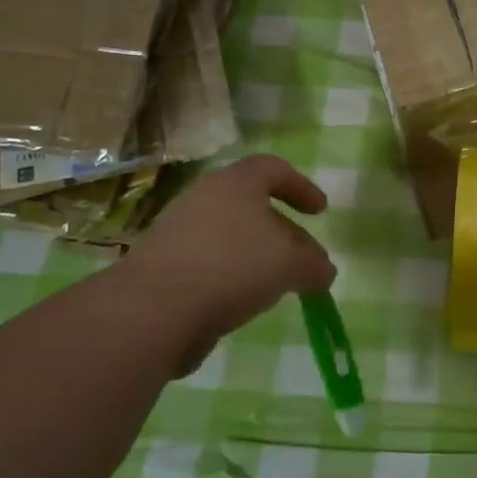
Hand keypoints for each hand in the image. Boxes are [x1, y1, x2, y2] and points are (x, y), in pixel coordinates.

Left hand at [120, 155, 335, 370]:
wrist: (152, 308)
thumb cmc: (233, 266)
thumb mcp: (290, 264)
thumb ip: (313, 265)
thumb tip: (323, 271)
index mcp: (236, 182)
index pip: (274, 168)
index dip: (302, 187)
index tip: (320, 213)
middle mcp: (204, 197)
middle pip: (253, 206)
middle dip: (284, 232)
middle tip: (305, 260)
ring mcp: (177, 230)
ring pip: (230, 236)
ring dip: (257, 256)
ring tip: (276, 285)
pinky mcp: (162, 264)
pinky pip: (208, 262)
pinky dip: (231, 276)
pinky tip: (241, 302)